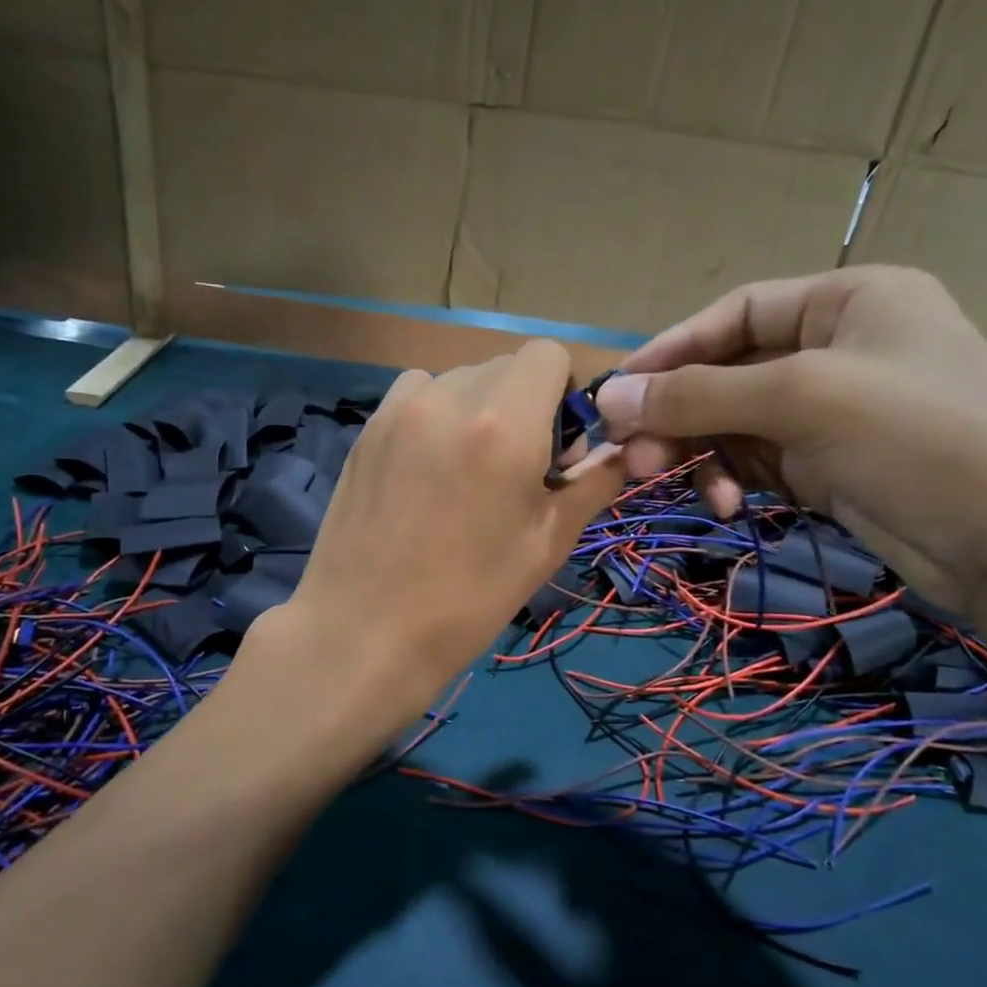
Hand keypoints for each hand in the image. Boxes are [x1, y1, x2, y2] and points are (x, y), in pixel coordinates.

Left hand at [267, 340, 623, 727]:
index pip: (548, 354)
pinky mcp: (367, 429)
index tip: (557, 446)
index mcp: (504, 421)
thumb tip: (620, 450)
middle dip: (525, 404)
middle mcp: (449, 396)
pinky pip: (417, 395)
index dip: (563, 392)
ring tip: (467, 470)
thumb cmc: (470, 596)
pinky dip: (436, 415)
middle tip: (516, 470)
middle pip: (505, 366)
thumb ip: (593, 482)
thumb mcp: (548, 542)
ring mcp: (399, 409)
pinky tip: (427, 470)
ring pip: (459, 379)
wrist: (366, 631)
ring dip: (478, 408)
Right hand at [594, 267, 986, 613]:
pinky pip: (757, 460)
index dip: (671, 349)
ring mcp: (836, 409)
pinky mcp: (831, 464)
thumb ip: (698, 395)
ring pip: (737, 421)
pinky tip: (729, 504)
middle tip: (635, 458)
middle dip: (681, 415)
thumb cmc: (916, 438)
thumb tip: (608, 396)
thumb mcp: (801, 400)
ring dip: (703, 453)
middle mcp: (839, 347)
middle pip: (729, 371)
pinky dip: (733, 478)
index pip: (735, 312)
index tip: (616, 392)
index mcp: (847, 300)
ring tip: (689, 491)